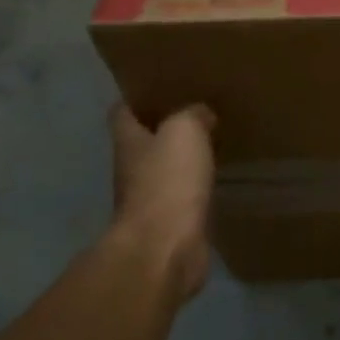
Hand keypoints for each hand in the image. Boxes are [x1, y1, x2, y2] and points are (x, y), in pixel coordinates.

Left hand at [109, 102, 216, 302]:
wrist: (166, 247)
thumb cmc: (168, 182)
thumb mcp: (184, 131)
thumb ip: (192, 115)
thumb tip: (201, 114)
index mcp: (129, 142)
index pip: (123, 113)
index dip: (139, 100)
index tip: (164, 91)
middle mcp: (132, 169)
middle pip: (144, 143)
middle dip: (165, 131)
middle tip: (198, 117)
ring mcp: (149, 201)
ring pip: (164, 172)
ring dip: (182, 162)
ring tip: (212, 147)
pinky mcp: (170, 225)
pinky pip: (183, 199)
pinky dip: (196, 190)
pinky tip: (216, 183)